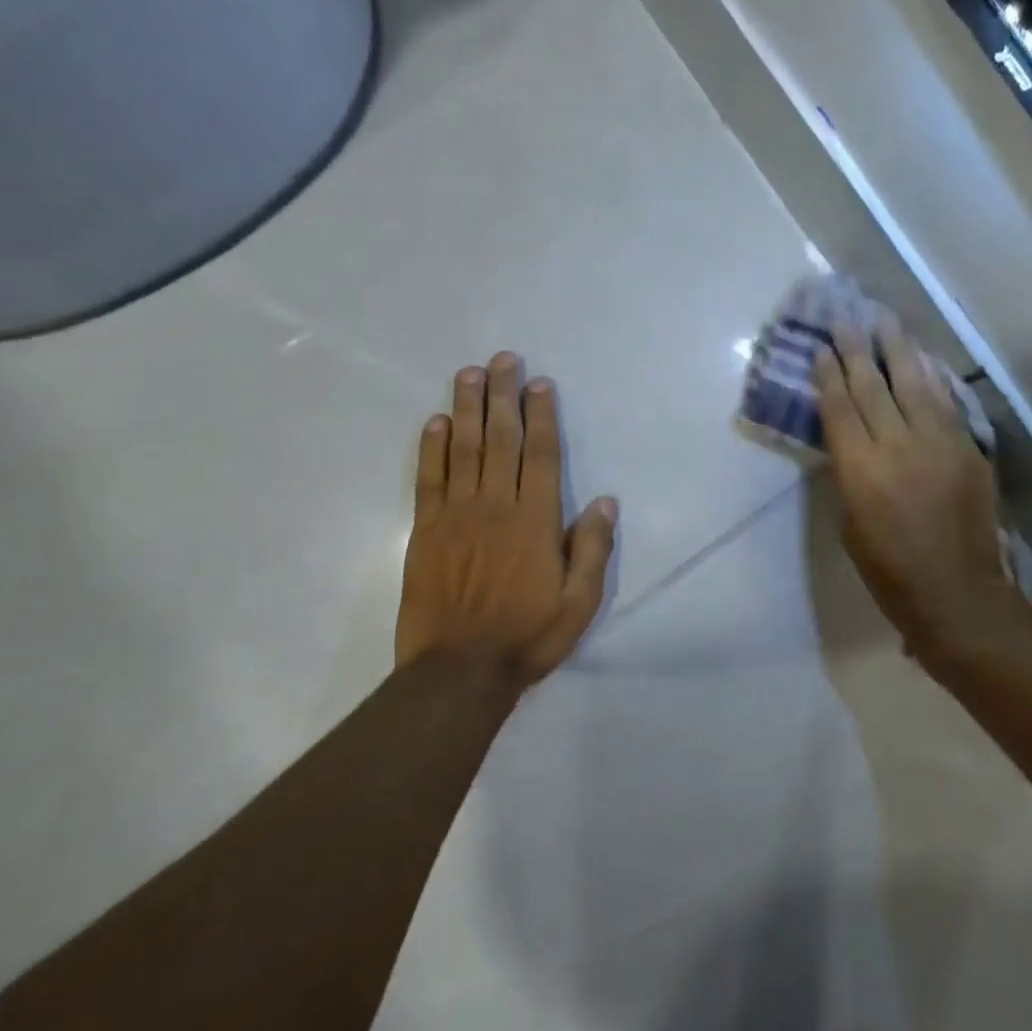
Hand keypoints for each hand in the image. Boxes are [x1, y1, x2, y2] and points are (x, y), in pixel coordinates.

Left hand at [395, 352, 616, 688]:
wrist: (459, 671)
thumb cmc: (527, 636)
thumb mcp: (579, 603)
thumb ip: (591, 549)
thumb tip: (605, 501)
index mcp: (535, 520)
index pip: (540, 454)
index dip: (541, 415)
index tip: (540, 384)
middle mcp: (496, 506)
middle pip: (500, 439)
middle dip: (503, 396)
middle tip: (504, 359)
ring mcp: (456, 515)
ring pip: (463, 449)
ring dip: (467, 408)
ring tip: (469, 373)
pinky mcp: (426, 530)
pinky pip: (428, 479)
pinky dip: (432, 447)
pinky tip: (435, 421)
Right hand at [814, 323, 1014, 665]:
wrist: (958, 595)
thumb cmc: (889, 572)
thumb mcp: (850, 525)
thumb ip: (848, 476)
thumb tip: (848, 442)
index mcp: (861, 470)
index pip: (840, 408)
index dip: (829, 375)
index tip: (823, 348)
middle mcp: (898, 447)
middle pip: (873, 387)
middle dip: (857, 351)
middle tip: (847, 320)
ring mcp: (939, 445)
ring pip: (915, 385)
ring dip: (898, 350)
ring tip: (886, 322)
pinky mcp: (969, 450)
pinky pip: (946, 404)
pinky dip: (931, 378)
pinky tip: (922, 360)